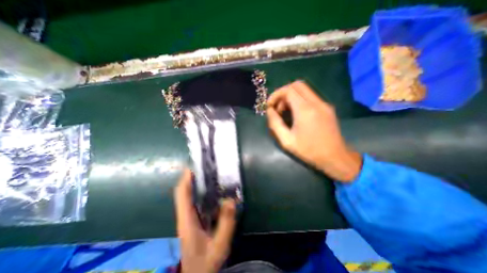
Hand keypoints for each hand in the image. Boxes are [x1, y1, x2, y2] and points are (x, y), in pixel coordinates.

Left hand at [174, 169, 236, 272]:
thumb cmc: (204, 264)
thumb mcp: (219, 246)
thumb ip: (226, 224)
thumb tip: (230, 200)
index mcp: (187, 221)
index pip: (182, 195)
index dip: (186, 179)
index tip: (192, 167)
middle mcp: (184, 217)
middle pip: (184, 193)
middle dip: (191, 179)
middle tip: (204, 168)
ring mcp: (187, 219)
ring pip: (188, 197)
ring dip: (195, 185)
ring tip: (208, 176)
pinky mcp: (192, 221)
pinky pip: (194, 203)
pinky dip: (200, 194)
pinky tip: (212, 192)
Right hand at [266, 81, 360, 182]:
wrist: (335, 157)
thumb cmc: (309, 151)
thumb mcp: (286, 141)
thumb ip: (275, 123)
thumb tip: (269, 110)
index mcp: (305, 110)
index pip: (288, 90)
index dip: (276, 95)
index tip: (270, 105)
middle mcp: (316, 103)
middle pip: (297, 85)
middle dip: (283, 93)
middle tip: (278, 108)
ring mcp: (324, 104)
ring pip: (304, 90)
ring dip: (291, 97)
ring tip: (286, 112)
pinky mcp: (327, 108)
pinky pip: (310, 97)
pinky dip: (299, 100)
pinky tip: (296, 114)